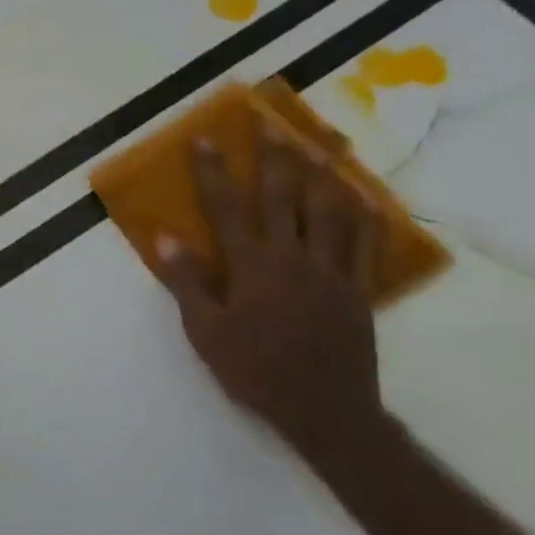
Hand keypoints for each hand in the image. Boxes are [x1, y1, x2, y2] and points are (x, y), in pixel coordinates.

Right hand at [152, 121, 388, 485]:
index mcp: (252, 266)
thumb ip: (187, 282)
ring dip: (323, 173)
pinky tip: (365, 195)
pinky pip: (368, 244)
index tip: (204, 139)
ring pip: (332, 211)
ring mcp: (332, 271)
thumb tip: (165, 237)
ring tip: (318, 144)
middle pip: (284, 196)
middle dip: (274, 157)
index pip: (227, 207)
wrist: (324, 411)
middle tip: (269, 124)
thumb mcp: (205, 331)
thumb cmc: (254, 370)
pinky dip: (367, 215)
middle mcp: (293, 257)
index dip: (213, 172)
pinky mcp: (360, 289)